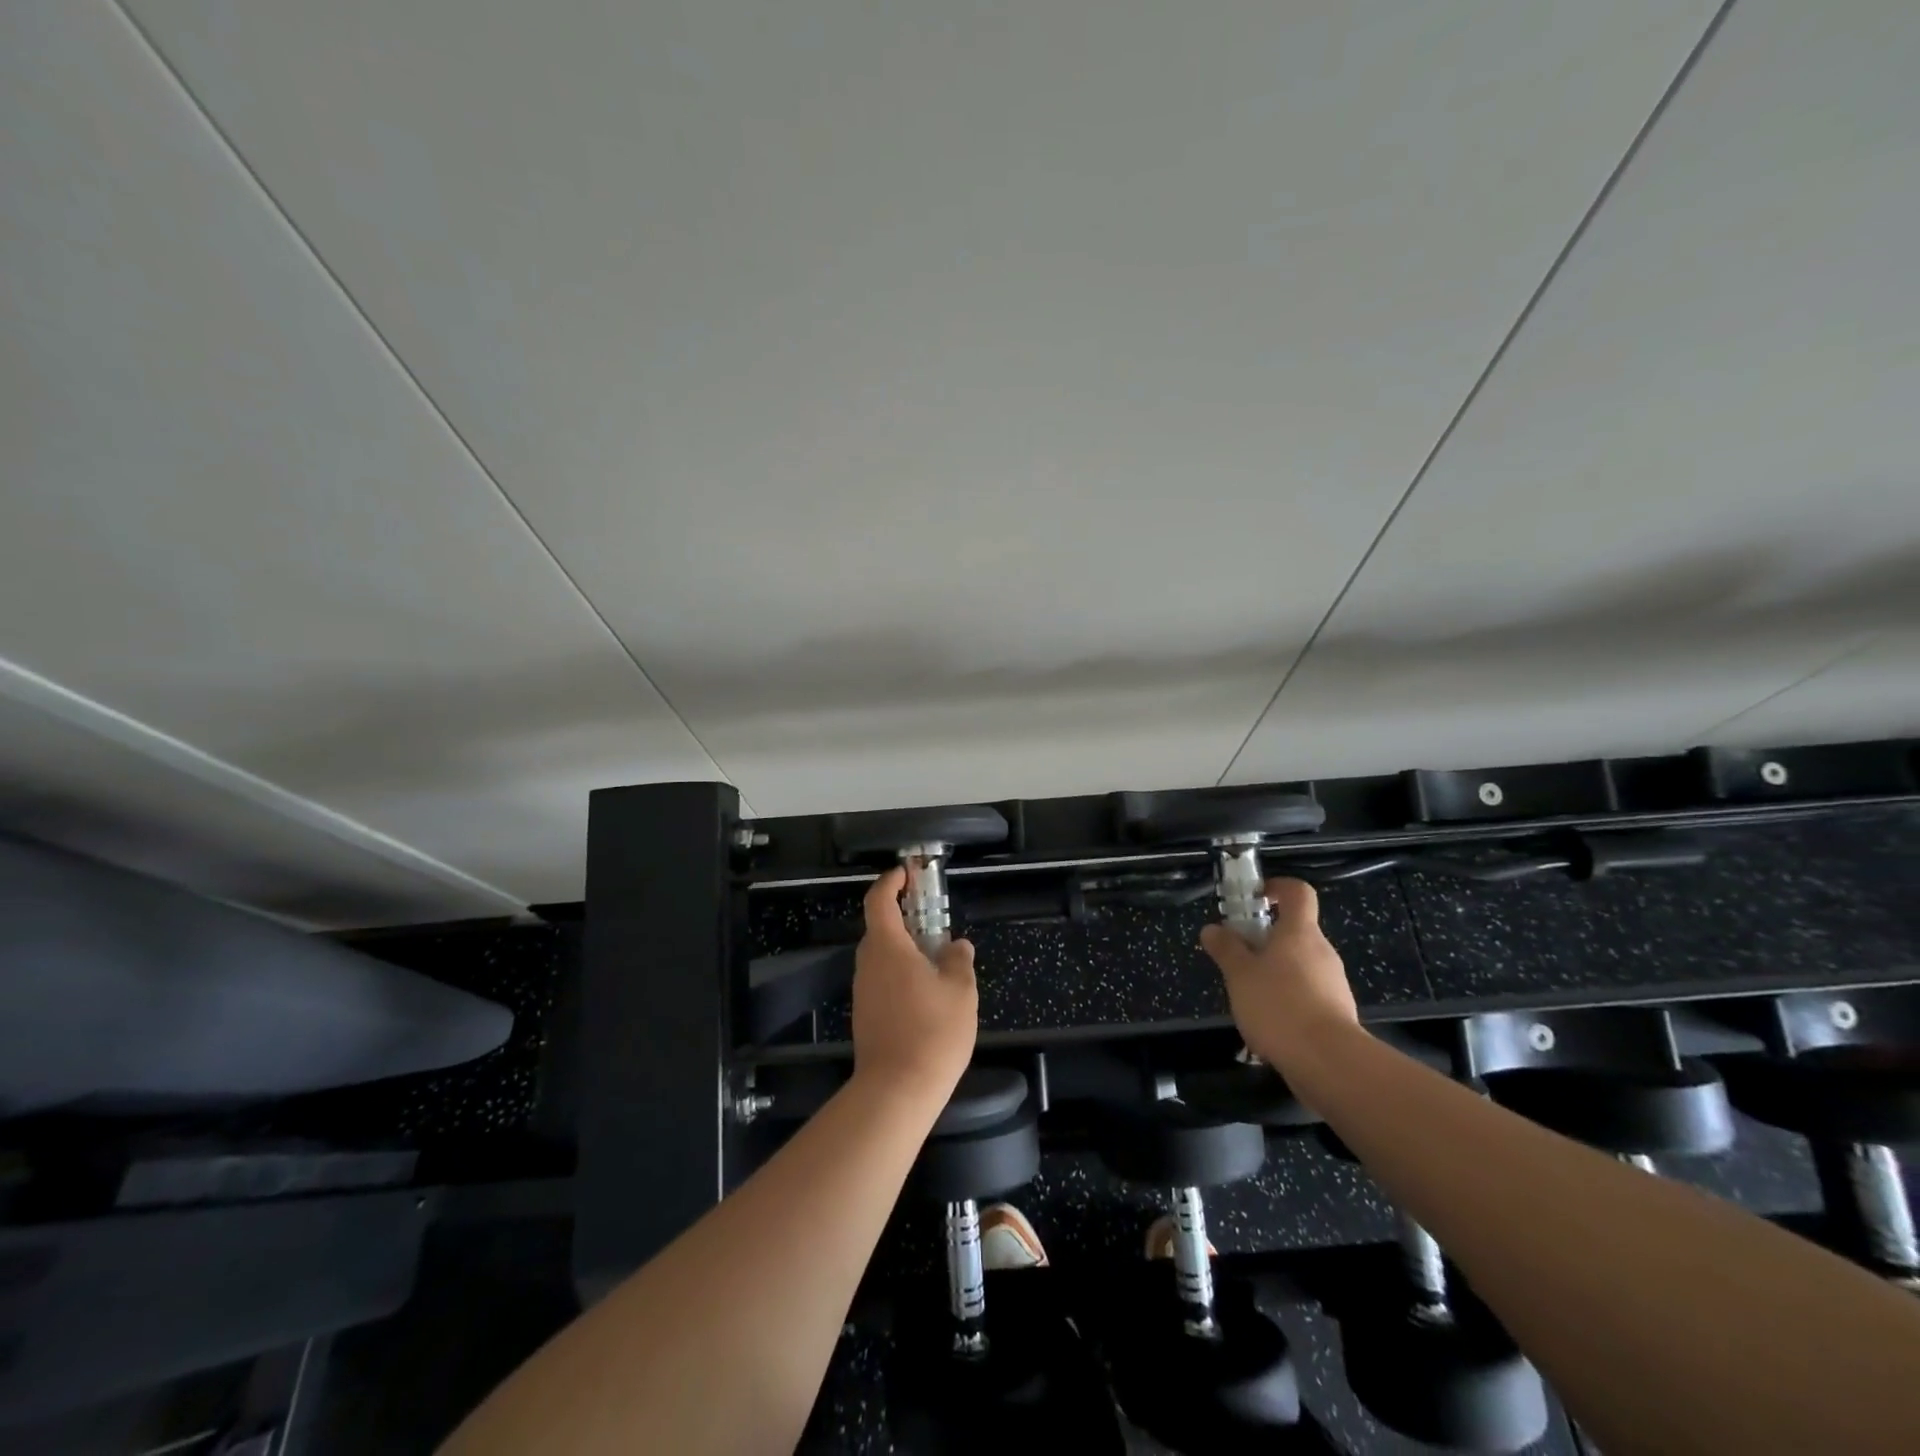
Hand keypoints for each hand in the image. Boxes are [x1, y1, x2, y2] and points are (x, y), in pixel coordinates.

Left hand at [850, 867, 978, 1107]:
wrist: (896, 1091)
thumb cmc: (932, 1031)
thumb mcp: (960, 991)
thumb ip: (958, 961)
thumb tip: (957, 946)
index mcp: (887, 947)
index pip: (879, 900)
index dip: (891, 882)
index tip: (907, 874)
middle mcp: (868, 963)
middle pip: (879, 927)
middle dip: (904, 916)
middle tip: (933, 918)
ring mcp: (862, 990)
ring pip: (881, 956)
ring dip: (903, 948)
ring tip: (936, 958)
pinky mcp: (864, 1014)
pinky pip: (881, 980)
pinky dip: (900, 973)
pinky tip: (925, 992)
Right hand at [1199, 878, 1360, 1080]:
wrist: (1329, 1063)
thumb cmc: (1279, 1005)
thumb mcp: (1240, 974)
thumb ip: (1226, 949)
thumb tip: (1212, 929)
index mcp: (1300, 932)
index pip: (1298, 892)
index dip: (1276, 888)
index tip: (1253, 898)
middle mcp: (1322, 951)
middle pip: (1295, 931)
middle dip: (1265, 938)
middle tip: (1238, 956)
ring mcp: (1334, 983)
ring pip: (1300, 964)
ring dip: (1275, 971)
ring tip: (1248, 995)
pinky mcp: (1337, 1012)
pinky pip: (1308, 993)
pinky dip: (1288, 998)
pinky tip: (1269, 1022)